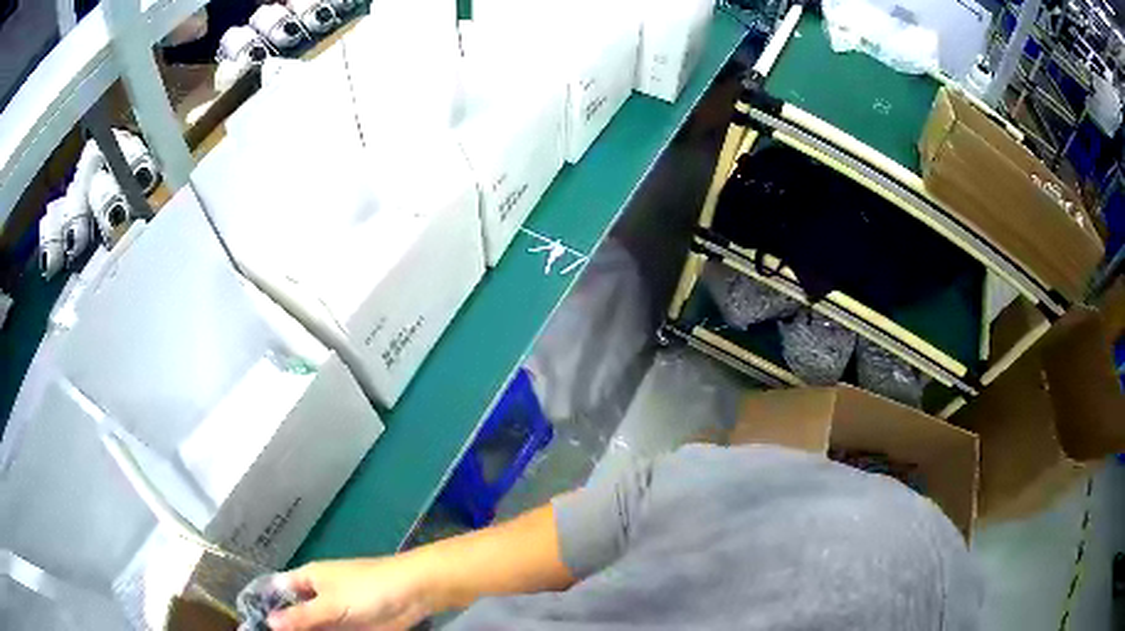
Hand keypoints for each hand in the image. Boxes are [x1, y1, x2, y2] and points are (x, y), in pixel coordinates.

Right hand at [265, 557, 435, 630]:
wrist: (411, 592)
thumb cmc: (366, 589)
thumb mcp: (330, 603)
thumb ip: (302, 616)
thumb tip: (269, 622)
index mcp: (308, 578)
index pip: (278, 591)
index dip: (266, 606)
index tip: (252, 624)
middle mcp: (317, 595)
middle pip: (294, 613)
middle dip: (284, 627)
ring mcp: (335, 613)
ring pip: (312, 627)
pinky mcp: (353, 627)